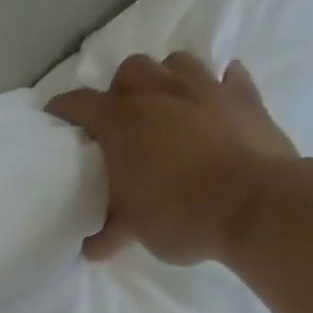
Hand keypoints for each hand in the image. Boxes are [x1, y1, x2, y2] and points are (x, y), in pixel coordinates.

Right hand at [47, 51, 295, 264]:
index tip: (55, 117)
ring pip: (178, 62)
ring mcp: (207, 90)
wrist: (256, 207)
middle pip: (130, 70)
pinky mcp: (247, 98)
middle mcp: (160, 94)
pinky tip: (215, 106)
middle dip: (121, 89)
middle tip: (122, 119)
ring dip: (167, 79)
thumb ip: (108, 234)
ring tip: (167, 106)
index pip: (79, 104)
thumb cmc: (179, 215)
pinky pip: (229, 78)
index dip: (63, 109)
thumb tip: (91, 250)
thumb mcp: (133, 231)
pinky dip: (218, 87)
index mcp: (122, 121)